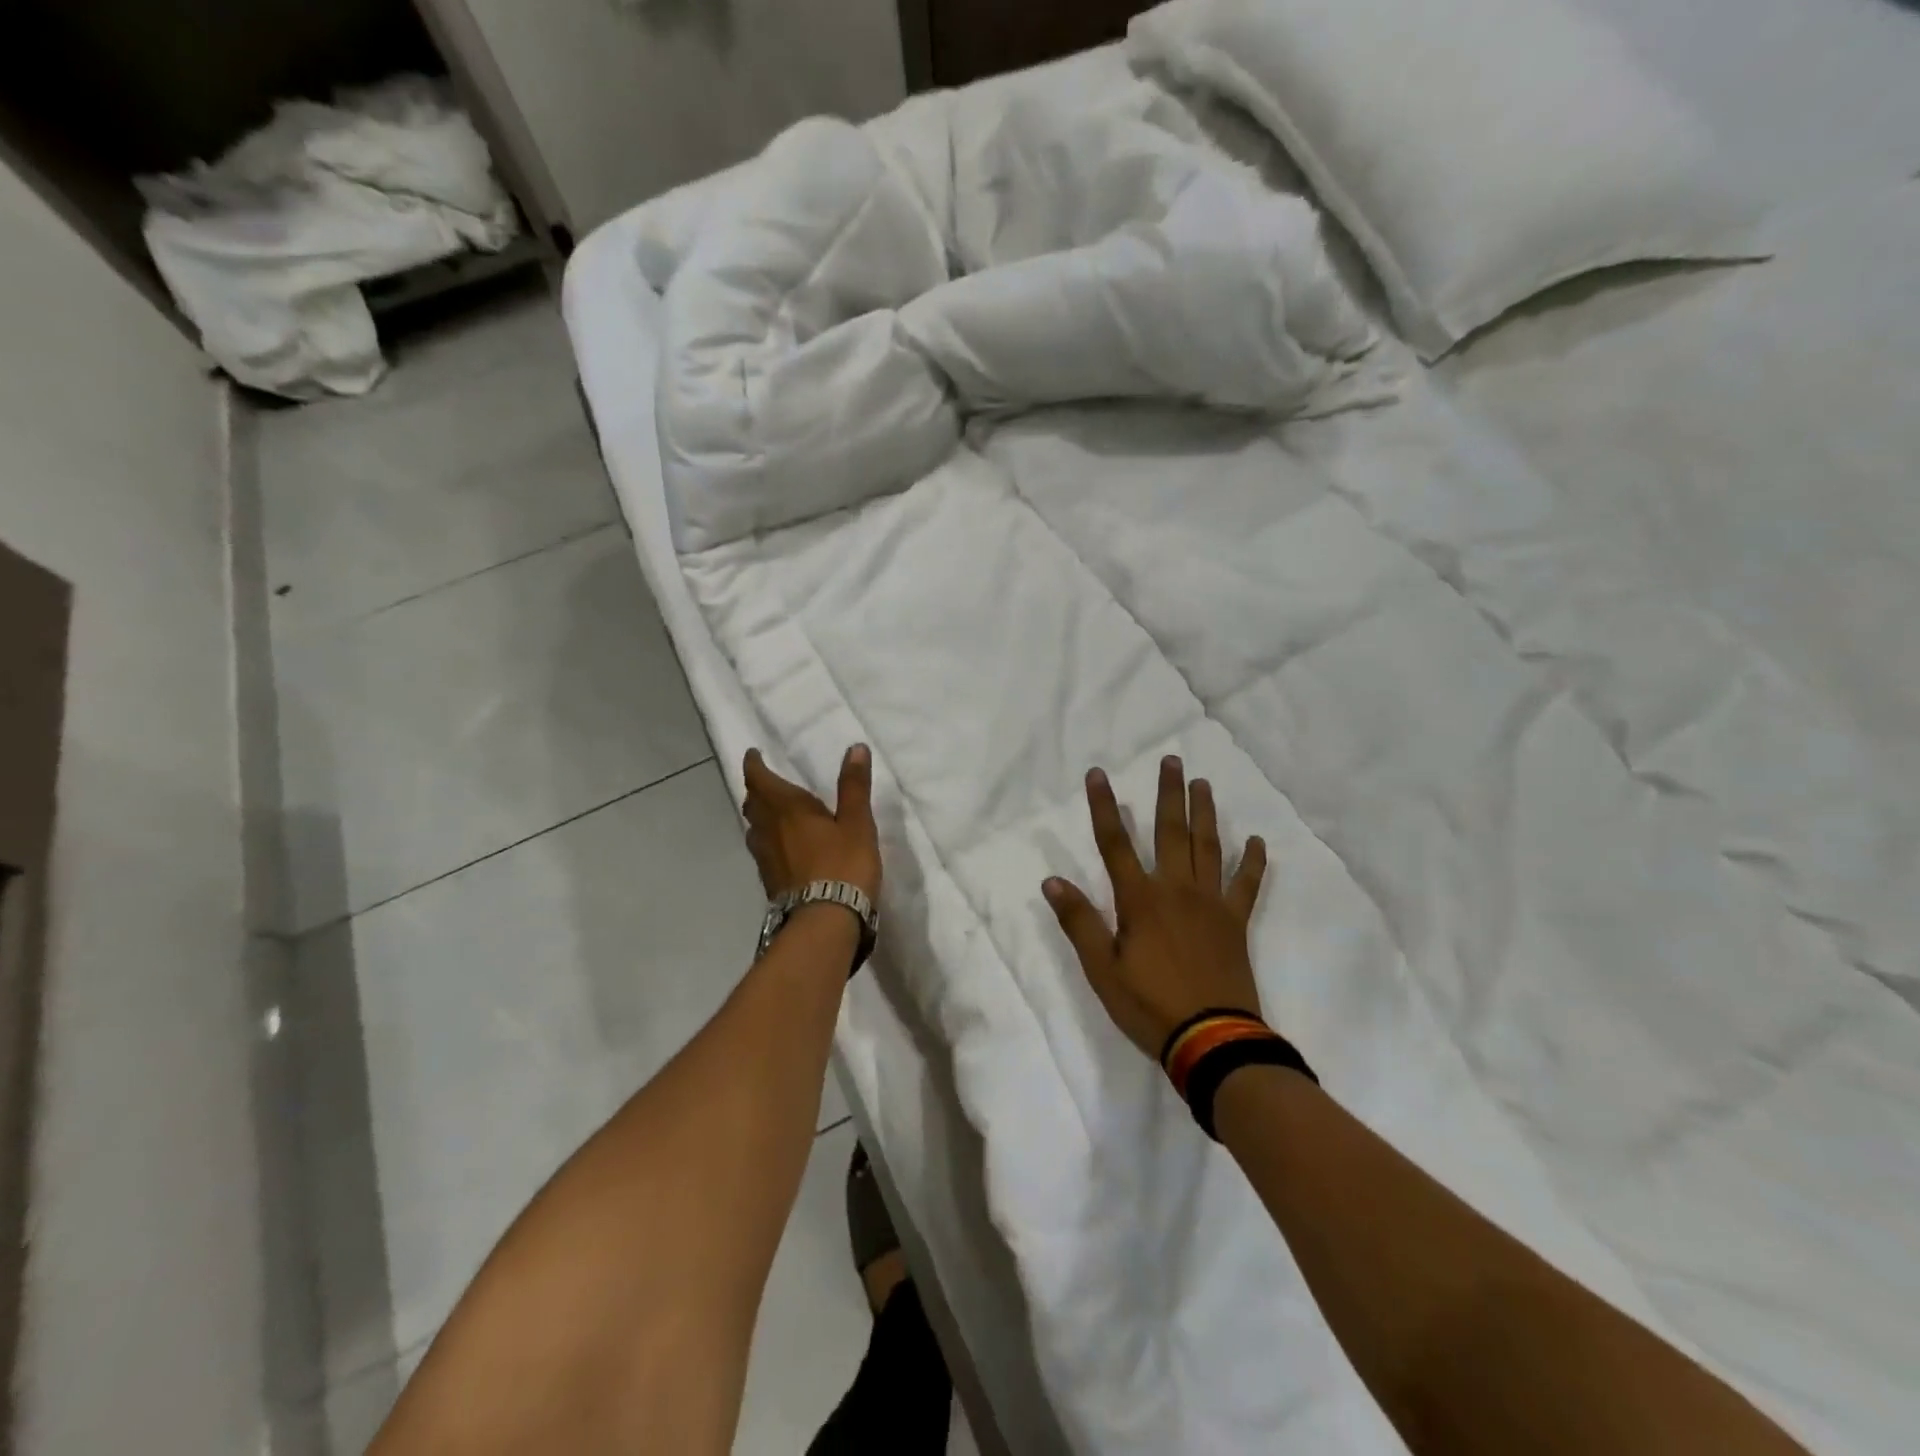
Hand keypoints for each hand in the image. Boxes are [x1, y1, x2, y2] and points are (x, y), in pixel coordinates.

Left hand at [742, 744, 881, 901]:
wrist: (824, 921)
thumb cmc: (843, 865)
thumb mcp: (857, 822)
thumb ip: (854, 786)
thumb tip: (856, 747)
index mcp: (787, 808)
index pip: (760, 780)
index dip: (754, 765)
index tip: (752, 755)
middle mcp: (768, 830)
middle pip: (753, 804)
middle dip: (757, 790)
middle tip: (766, 781)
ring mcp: (765, 858)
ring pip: (754, 829)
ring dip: (759, 816)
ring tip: (772, 812)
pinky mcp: (770, 882)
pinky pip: (762, 851)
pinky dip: (767, 840)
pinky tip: (782, 848)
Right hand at [1044, 757, 1267, 1060]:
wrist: (1212, 1039)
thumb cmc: (1149, 1004)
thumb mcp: (1102, 968)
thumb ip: (1079, 922)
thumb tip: (1052, 881)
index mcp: (1140, 899)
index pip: (1115, 843)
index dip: (1103, 807)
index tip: (1097, 774)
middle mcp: (1176, 890)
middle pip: (1170, 832)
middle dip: (1168, 793)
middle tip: (1172, 760)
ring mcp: (1210, 903)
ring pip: (1208, 847)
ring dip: (1204, 813)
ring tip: (1203, 783)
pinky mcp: (1235, 922)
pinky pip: (1246, 885)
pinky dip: (1252, 861)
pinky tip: (1256, 840)